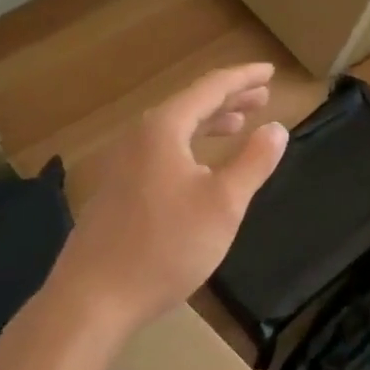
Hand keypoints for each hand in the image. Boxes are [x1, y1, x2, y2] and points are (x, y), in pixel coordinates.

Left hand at [51, 63, 287, 336]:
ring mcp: (121, 164)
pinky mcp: (116, 191)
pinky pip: (161, 151)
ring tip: (238, 126)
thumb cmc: (166, 246)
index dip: (243, 78)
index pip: (210, 88)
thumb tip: (276, 128)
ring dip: (209, 123)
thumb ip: (253, 161)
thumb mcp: (224, 203)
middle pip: (189, 104)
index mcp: (163, 128)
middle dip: (228, 98)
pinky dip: (190, 146)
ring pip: (174, 129)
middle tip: (261, 96)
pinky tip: (200, 167)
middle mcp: (138, 137)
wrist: (93, 298)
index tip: (271, 71)